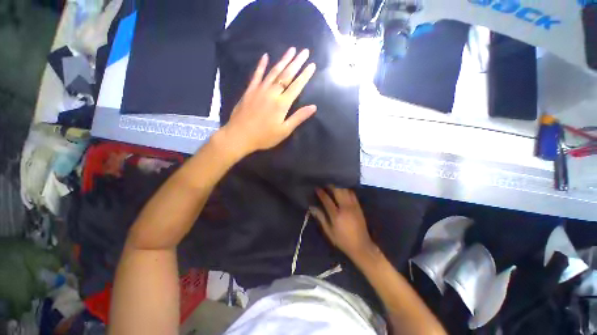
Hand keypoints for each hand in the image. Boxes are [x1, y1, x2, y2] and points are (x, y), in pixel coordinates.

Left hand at [219, 47, 316, 156]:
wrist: (239, 136)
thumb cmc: (264, 136)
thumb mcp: (284, 131)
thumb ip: (298, 118)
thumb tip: (313, 107)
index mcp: (282, 104)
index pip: (296, 86)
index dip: (305, 75)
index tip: (312, 65)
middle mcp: (272, 93)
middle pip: (286, 75)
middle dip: (296, 62)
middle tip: (304, 51)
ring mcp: (259, 90)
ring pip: (273, 72)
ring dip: (283, 60)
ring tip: (291, 50)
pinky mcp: (249, 91)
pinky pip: (256, 75)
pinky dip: (261, 65)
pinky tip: (265, 56)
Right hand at [310, 187, 376, 260]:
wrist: (361, 246)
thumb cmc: (342, 240)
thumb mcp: (329, 231)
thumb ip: (321, 218)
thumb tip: (312, 208)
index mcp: (336, 215)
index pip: (327, 200)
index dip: (321, 193)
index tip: (317, 188)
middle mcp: (345, 208)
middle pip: (338, 192)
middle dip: (331, 186)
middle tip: (325, 183)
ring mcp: (353, 206)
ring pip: (346, 191)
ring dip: (339, 186)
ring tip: (333, 184)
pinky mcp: (358, 207)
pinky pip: (353, 194)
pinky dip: (347, 190)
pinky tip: (343, 189)